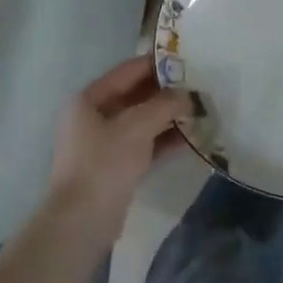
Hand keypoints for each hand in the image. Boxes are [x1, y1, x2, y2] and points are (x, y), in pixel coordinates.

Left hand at [47, 54, 191, 231]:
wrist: (82, 222)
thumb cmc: (104, 164)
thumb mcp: (137, 126)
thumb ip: (165, 104)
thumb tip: (187, 95)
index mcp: (89, 99)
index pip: (128, 71)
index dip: (157, 64)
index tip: (188, 60)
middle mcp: (93, 116)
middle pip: (135, 95)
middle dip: (166, 92)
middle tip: (199, 86)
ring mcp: (103, 143)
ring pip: (141, 121)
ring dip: (168, 116)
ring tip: (200, 110)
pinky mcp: (115, 167)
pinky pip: (144, 144)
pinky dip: (164, 139)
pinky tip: (191, 137)